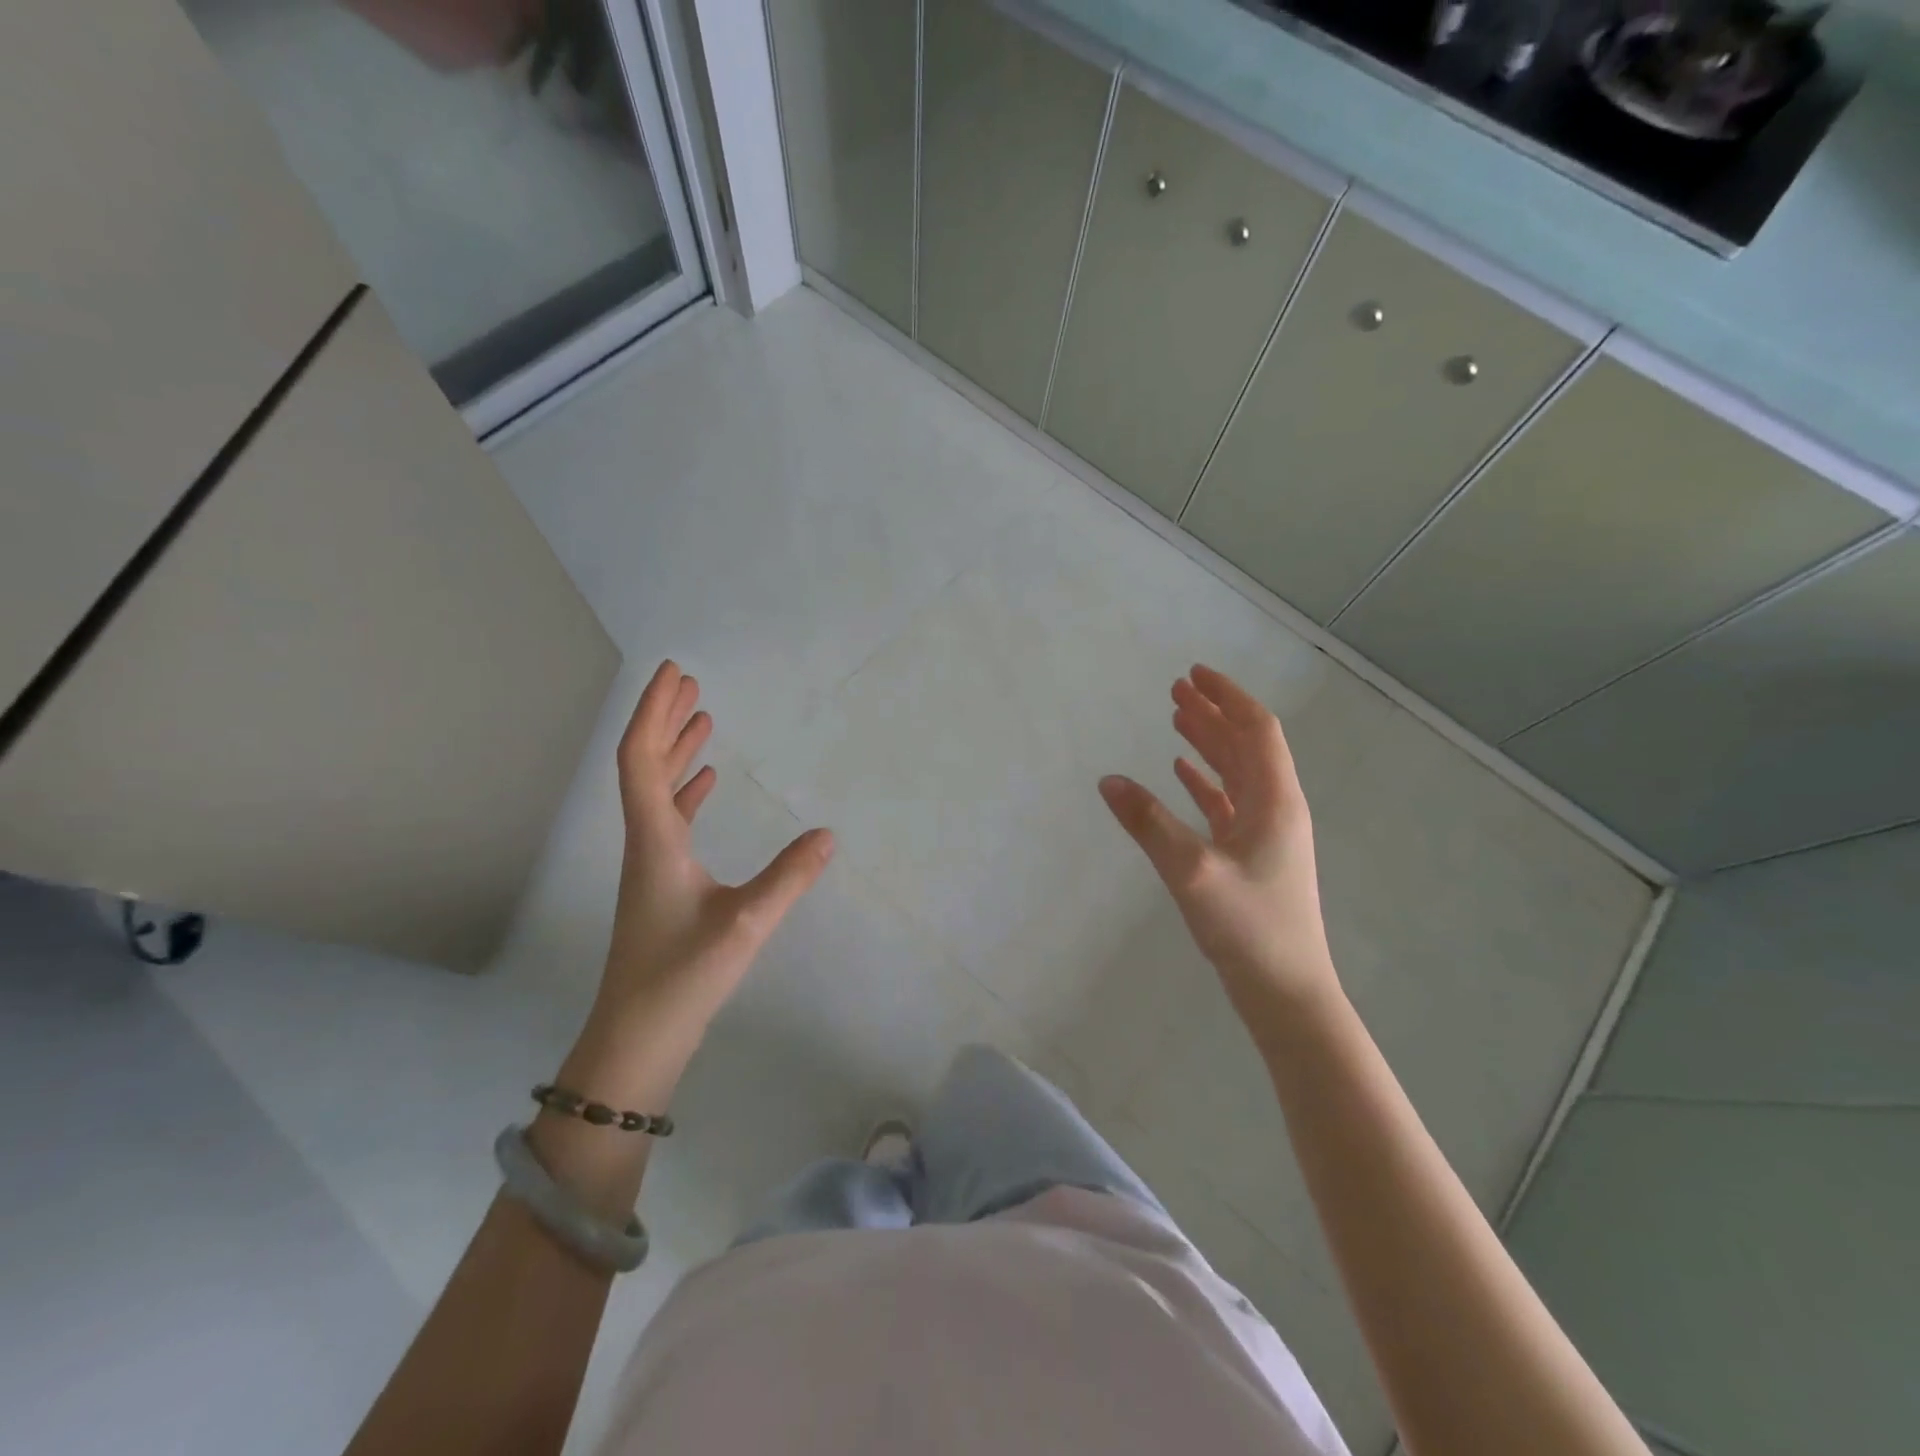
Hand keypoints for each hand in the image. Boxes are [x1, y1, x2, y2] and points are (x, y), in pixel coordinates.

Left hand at [590, 661, 834, 1056]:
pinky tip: (705, 781)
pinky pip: (671, 819)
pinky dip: (687, 791)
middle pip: (645, 765)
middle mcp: (646, 843)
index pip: (642, 759)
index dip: (654, 712)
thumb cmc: (683, 977)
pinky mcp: (662, 885)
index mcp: (655, 840)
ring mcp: (651, 864)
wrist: (637, 1039)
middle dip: (665, 719)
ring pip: (658, 791)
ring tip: (701, 719)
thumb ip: (789, 878)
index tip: (673, 673)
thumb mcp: (745, 924)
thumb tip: (829, 834)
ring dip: (676, 751)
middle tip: (689, 683)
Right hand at [1099, 665, 1338, 1022]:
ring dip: (1209, 744)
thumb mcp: (1191, 872)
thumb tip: (1108, 780)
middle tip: (1175, 691)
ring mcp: (1267, 834)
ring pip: (1237, 773)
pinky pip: (1228, 804)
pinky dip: (1205, 782)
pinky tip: (1181, 773)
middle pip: (1246, 746)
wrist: (1286, 992)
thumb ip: (1148, 823)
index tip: (1194, 675)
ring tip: (1176, 719)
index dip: (1227, 697)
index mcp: (1275, 801)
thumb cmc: (1248, 928)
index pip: (1256, 730)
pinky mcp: (1253, 857)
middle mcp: (1276, 809)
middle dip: (1213, 713)